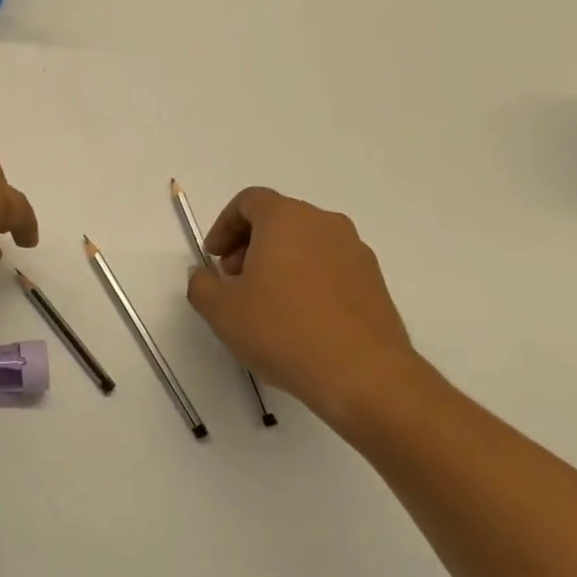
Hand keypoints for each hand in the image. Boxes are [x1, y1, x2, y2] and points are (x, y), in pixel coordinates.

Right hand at [186, 187, 424, 427]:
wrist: (363, 375)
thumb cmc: (283, 330)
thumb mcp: (221, 310)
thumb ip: (201, 285)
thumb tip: (204, 276)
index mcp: (286, 218)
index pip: (248, 201)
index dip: (224, 226)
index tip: (214, 258)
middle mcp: (324, 223)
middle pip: (278, 219)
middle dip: (249, 244)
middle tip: (235, 281)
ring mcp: (355, 251)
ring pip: (306, 242)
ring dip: (279, 262)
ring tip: (267, 303)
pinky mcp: (375, 281)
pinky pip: (330, 266)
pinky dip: (308, 279)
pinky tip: (299, 319)